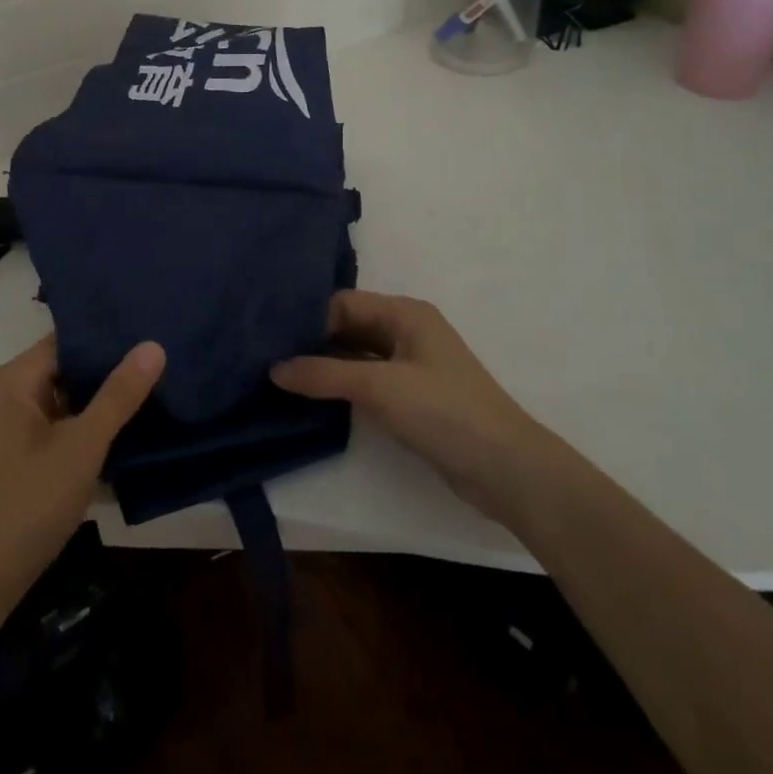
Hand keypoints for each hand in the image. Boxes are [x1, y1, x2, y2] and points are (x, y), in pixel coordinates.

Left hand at [0, 336, 164, 650]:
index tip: (156, 332)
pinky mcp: (17, 456)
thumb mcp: (82, 447)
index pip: (69, 339)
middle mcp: (7, 393)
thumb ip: (119, 395)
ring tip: (159, 391)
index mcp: (13, 379)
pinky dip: (88, 429)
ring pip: (67, 400)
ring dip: (103, 403)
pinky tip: (129, 433)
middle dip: (113, 371)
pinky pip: (59, 426)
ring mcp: (10, 426)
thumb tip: (153, 344)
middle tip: (166, 363)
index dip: (111, 336)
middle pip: (68, 368)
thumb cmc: (27, 506)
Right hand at [271, 290, 545, 523]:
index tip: (268, 336)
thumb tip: (273, 368)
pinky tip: (311, 398)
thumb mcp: (380, 387)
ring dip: (323, 366)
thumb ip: (324, 375)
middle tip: (265, 356)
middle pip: (348, 327)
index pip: (343, 303)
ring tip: (278, 377)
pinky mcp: (411, 397)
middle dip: (311, 341)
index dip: (308, 318)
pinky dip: (340, 387)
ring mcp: (410, 366)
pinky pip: (366, 381)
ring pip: (355, 356)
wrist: (507, 470)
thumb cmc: (445, 412)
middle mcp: (406, 331)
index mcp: (404, 313)